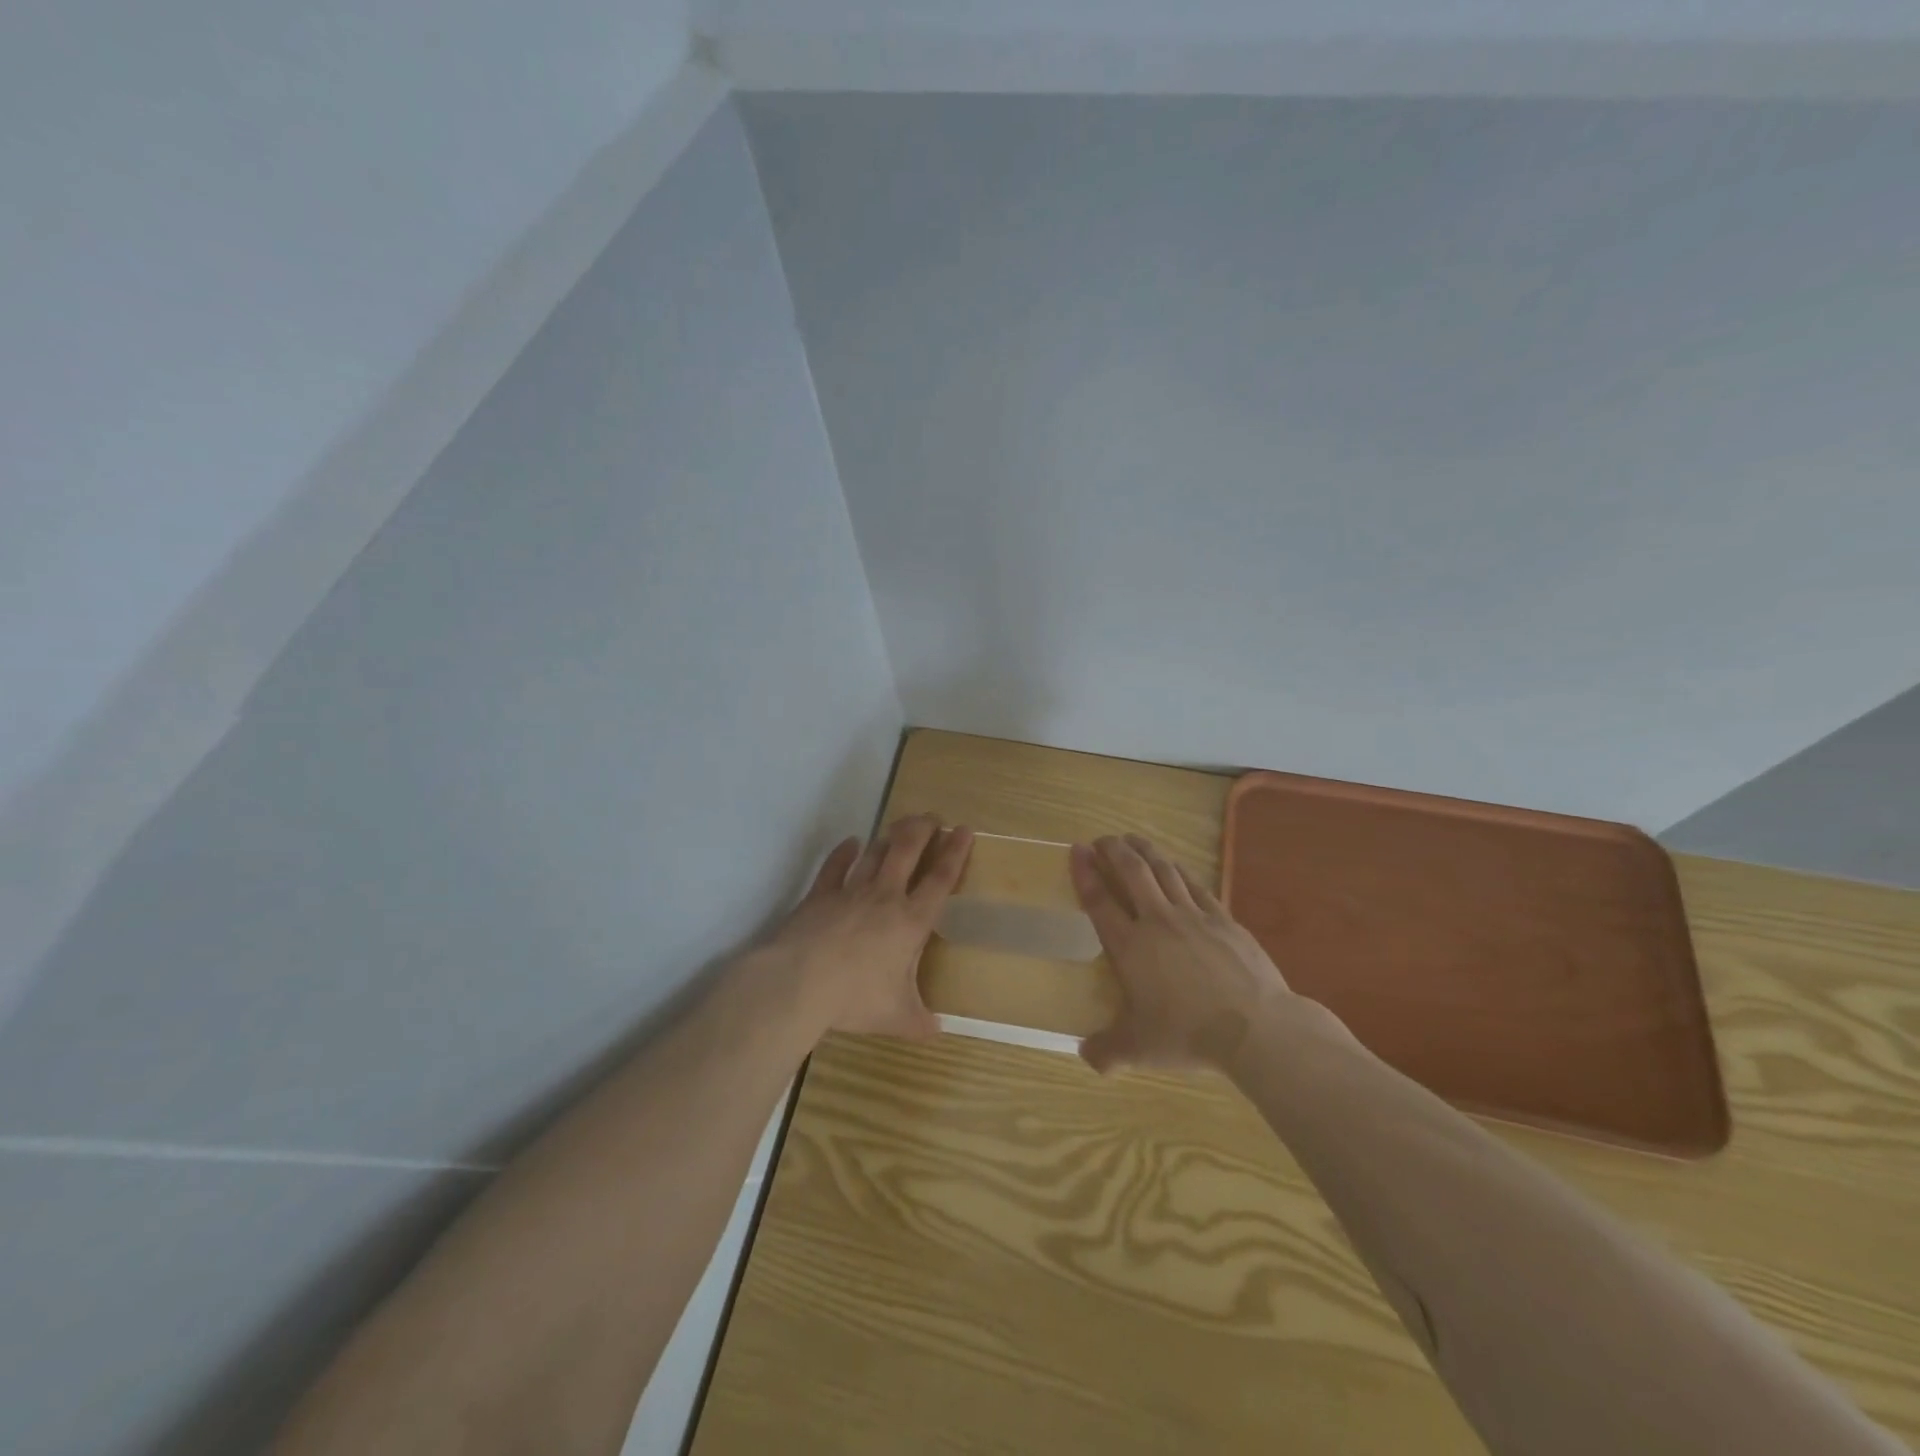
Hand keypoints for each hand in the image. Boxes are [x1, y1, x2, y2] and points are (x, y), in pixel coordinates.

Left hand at [762, 814, 973, 1039]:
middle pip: (908, 851)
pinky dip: (844, 852)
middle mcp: (885, 897)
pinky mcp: (820, 894)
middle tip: (933, 816)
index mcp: (911, 922)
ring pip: (875, 854)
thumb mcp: (896, 1017)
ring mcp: (851, 891)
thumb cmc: (855, 998)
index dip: (955, 853)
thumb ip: (919, 1022)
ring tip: (900, 824)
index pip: (940, 879)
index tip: (964, 830)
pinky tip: (851, 842)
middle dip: (924, 829)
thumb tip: (938, 1032)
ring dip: (889, 836)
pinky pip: (835, 866)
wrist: (799, 983)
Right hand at [1071, 834, 1293, 1072]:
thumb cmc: (1189, 1034)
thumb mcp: (1139, 1049)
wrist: (1256, 1027)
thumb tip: (1085, 1057)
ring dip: (1145, 851)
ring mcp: (1193, 915)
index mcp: (1130, 946)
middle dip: (1114, 850)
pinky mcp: (1223, 919)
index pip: (1099, 901)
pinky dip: (1179, 870)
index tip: (1076, 850)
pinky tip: (1175, 866)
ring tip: (1133, 839)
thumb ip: (1107, 1051)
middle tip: (1103, 839)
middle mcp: (1157, 921)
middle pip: (1132, 872)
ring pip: (1164, 870)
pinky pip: (1195, 885)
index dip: (1085, 873)